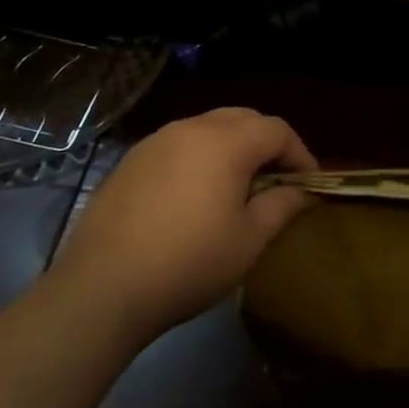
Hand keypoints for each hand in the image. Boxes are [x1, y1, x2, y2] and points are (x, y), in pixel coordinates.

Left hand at [53, 107, 316, 347]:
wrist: (100, 288)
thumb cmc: (188, 263)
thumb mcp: (248, 241)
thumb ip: (281, 206)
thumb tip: (303, 191)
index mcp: (227, 142)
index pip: (277, 130)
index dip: (299, 154)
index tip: (308, 184)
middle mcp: (192, 127)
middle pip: (243, 119)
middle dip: (266, 144)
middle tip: (276, 180)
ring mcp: (157, 141)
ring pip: (208, 128)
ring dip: (231, 148)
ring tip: (236, 187)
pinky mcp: (131, 160)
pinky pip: (178, 145)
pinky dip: (198, 158)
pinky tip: (193, 196)